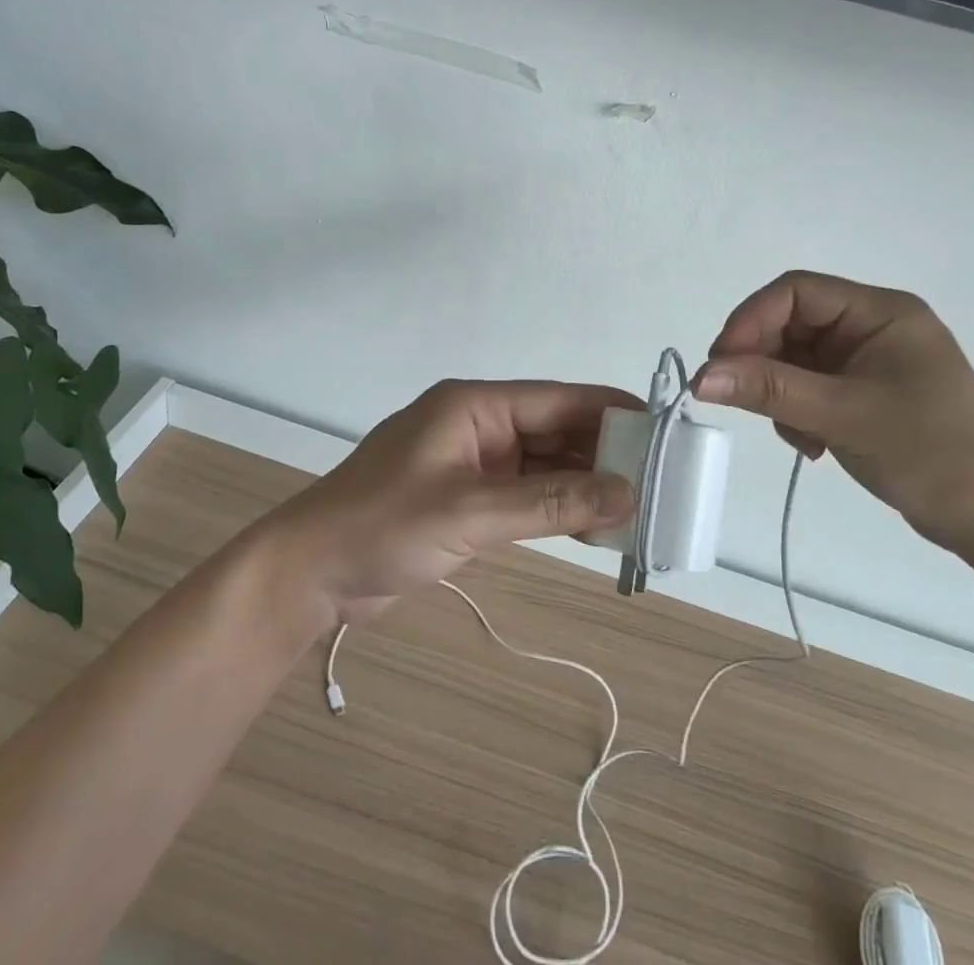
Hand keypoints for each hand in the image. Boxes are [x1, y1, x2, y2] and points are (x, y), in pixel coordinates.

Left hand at [260, 380, 641, 627]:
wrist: (310, 573)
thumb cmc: (383, 526)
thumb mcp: (471, 512)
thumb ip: (550, 502)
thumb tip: (628, 492)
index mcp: (475, 406)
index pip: (558, 400)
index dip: (611, 412)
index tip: (663, 430)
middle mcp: (479, 427)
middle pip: (555, 432)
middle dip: (604, 454)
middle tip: (661, 480)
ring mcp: (473, 464)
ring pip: (544, 467)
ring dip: (584, 486)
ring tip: (640, 508)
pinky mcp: (467, 500)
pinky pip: (526, 496)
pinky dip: (558, 509)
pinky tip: (596, 528)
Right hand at [696, 272, 973, 556]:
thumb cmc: (931, 453)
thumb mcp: (844, 416)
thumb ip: (771, 391)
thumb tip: (701, 377)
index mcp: (881, 312)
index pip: (796, 291)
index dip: (751, 320)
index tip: (721, 363)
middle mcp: (872, 326)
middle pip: (791, 324)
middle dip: (764, 363)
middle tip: (742, 401)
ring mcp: (867, 360)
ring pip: (793, 358)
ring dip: (780, 395)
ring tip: (798, 437)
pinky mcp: (863, 391)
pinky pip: (808, 386)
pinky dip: (796, 412)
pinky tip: (812, 446)